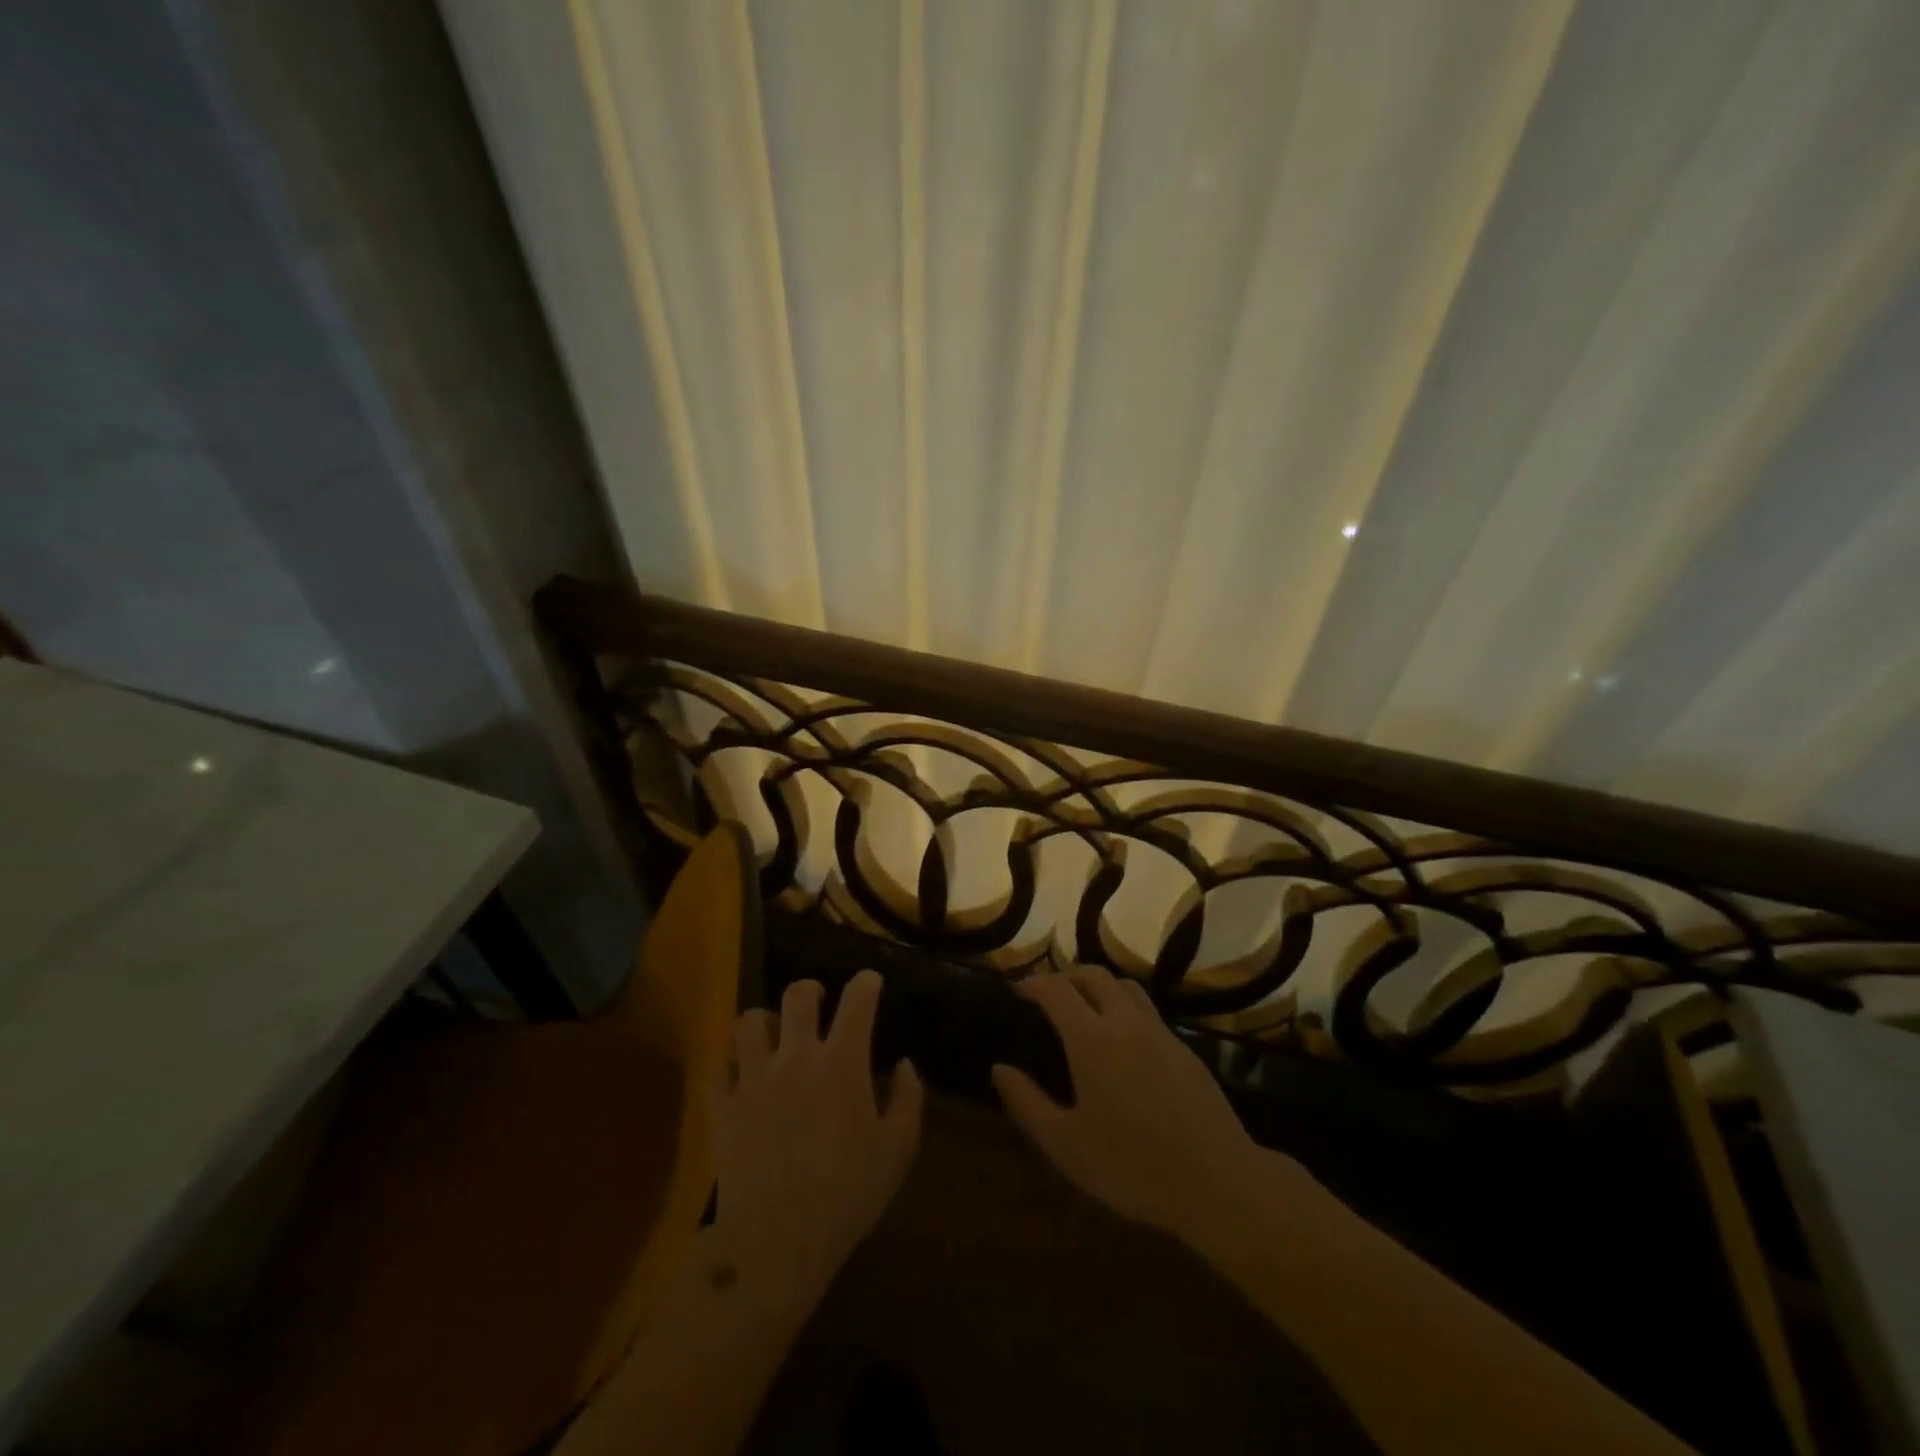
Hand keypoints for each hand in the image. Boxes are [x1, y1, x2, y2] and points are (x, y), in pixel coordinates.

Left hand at [707, 971, 922, 1296]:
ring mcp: (754, 1078)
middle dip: (810, 991)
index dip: (866, 983)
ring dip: (764, 1022)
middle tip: (817, 1002)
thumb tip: (904, 1064)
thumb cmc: (848, 1194)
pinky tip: (740, 1075)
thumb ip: (908, 1099)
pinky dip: (729, 1063)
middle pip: (796, 996)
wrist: (777, 1242)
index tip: (870, 983)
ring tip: (773, 1037)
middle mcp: (796, 1056)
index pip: (857, 1000)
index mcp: (842, 1061)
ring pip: (749, 1022)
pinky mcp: (723, 1106)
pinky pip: (717, 1066)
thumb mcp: (897, 1150)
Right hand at [992, 966, 1297, 1245]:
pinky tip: (1122, 1038)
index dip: (1032, 984)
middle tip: (1047, 996)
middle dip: (1064, 977)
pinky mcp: (1183, 1047)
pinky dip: (1123, 1005)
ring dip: (1097, 985)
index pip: (1055, 990)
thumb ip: (1026, 1103)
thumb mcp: (1066, 1145)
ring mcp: (1159, 1031)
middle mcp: (1124, 1022)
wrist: (1217, 1181)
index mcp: (1091, 1039)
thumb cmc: (1132, 1166)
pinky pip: (1146, 1008)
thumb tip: (999, 1069)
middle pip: (1091, 975)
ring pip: (1124, 985)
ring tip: (1083, 1007)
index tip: (1017, 991)